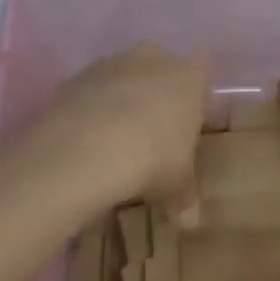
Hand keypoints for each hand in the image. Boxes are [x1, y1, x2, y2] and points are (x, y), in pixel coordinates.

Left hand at [21, 46, 209, 210]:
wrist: (85, 148)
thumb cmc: (152, 158)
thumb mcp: (177, 184)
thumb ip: (186, 196)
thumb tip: (190, 221)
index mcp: (189, 77)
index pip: (202, 74)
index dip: (196, 99)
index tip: (189, 127)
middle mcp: (154, 59)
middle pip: (161, 70)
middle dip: (158, 94)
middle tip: (153, 133)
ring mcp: (112, 63)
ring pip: (124, 77)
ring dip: (122, 99)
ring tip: (115, 140)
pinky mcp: (77, 76)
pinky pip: (92, 90)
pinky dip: (91, 108)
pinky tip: (86, 139)